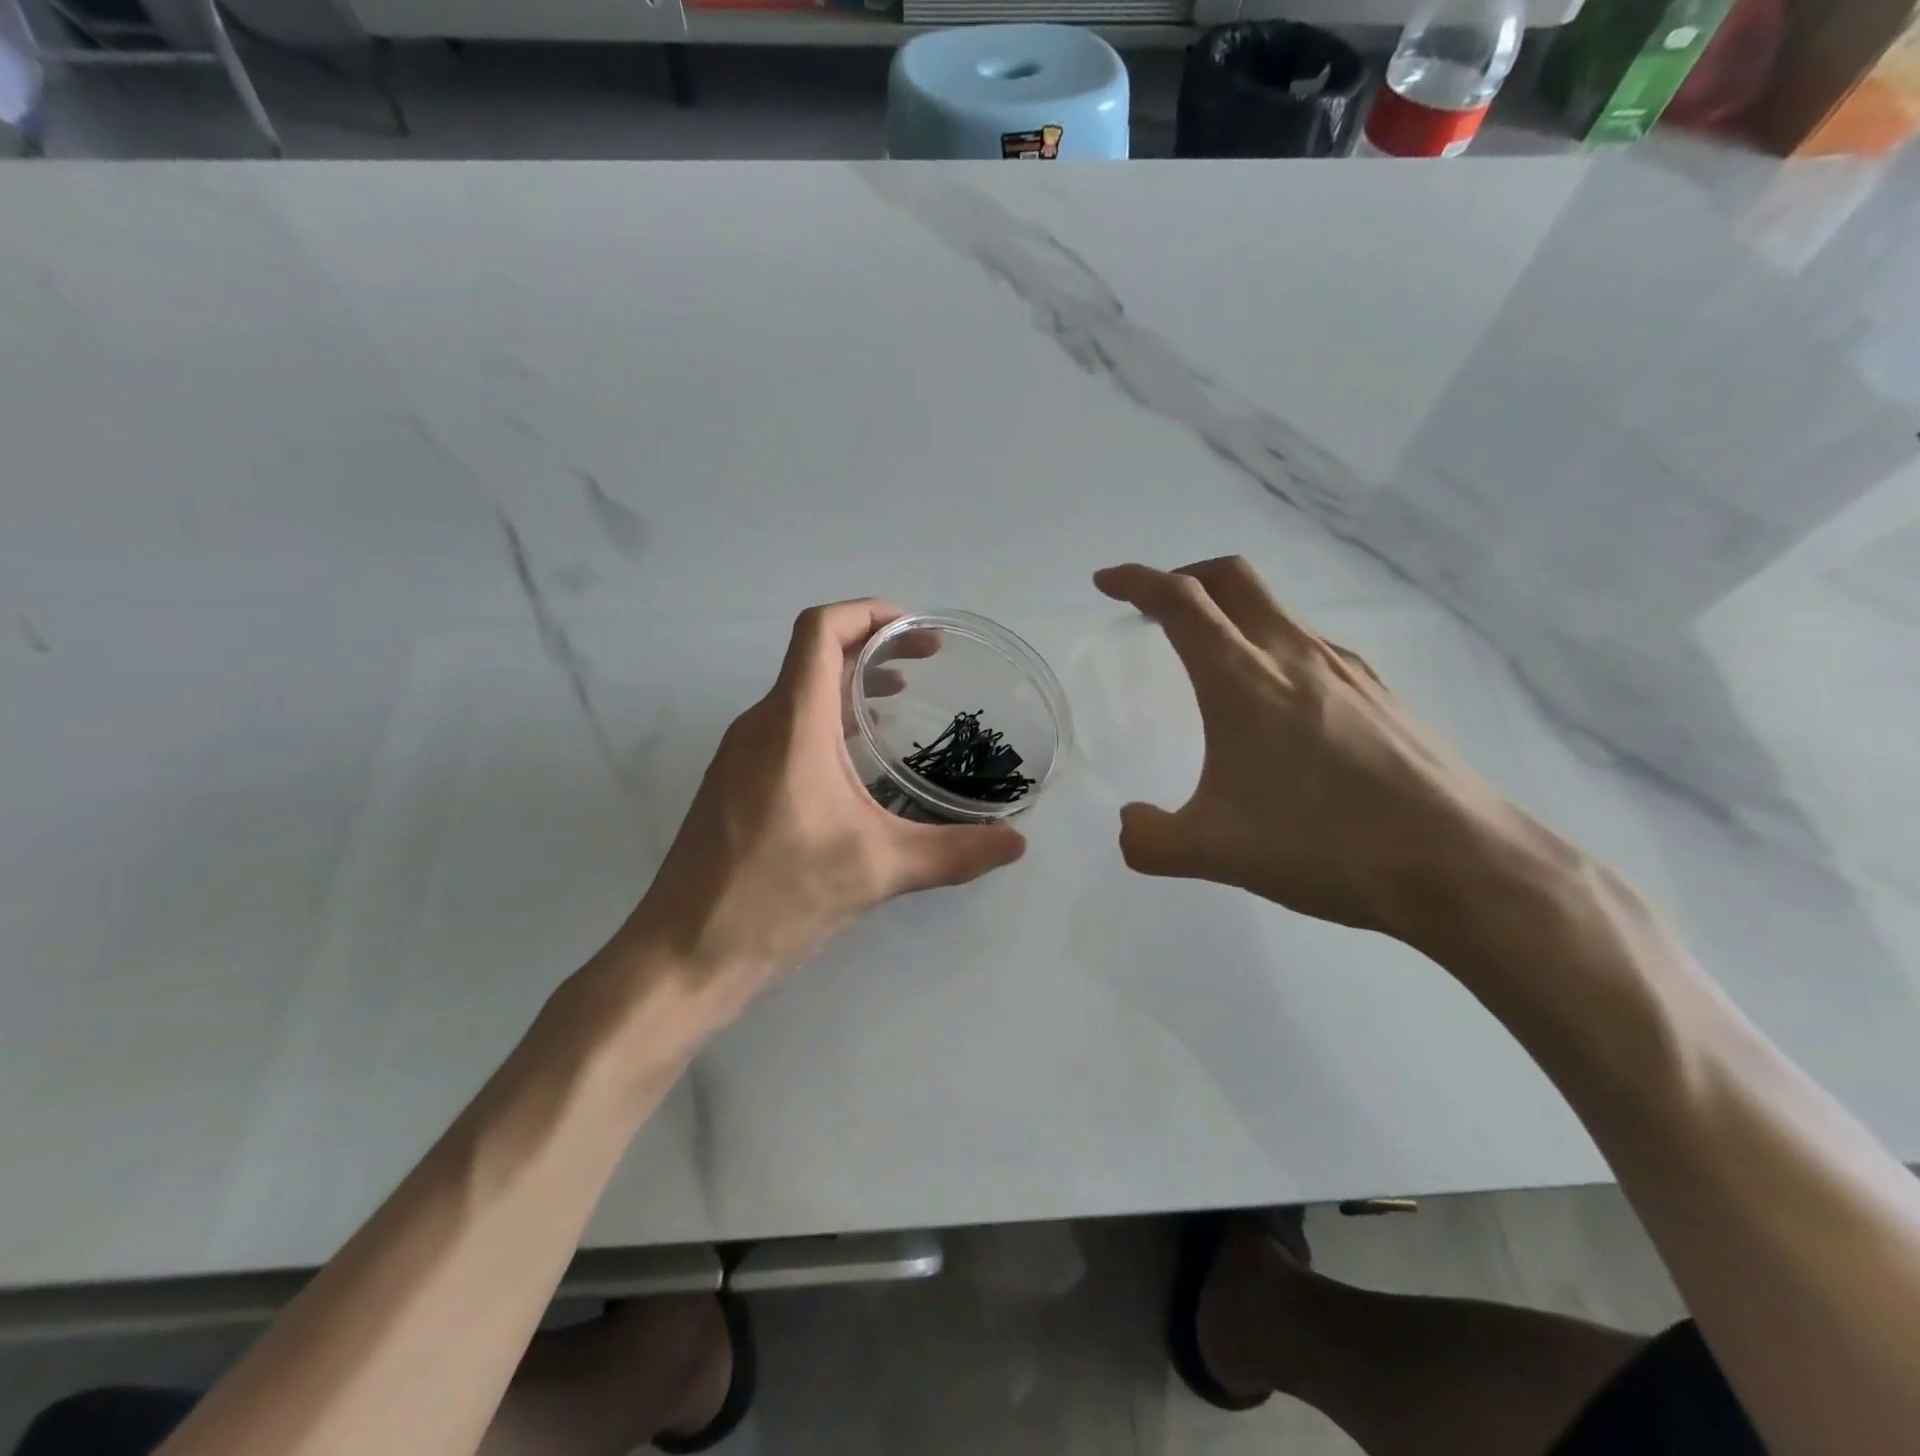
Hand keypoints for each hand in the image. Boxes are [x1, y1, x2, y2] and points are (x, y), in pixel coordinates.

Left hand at [607, 600, 1026, 1018]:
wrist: (683, 955)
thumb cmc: (777, 898)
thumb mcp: (877, 870)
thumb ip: (953, 852)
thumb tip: (1017, 843)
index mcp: (791, 724)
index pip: (820, 631)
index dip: (868, 613)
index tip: (916, 630)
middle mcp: (759, 725)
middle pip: (813, 656)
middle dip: (872, 648)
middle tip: (927, 664)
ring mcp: (739, 755)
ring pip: (798, 694)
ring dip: (848, 686)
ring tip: (899, 703)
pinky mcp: (732, 786)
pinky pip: (784, 729)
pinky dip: (826, 722)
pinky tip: (856, 764)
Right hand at [1093, 557, 1565, 949]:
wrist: (1461, 864)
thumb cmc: (1325, 846)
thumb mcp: (1215, 853)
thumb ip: (1150, 839)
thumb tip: (1130, 824)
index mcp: (1242, 679)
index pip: (1179, 601)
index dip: (1136, 581)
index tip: (1106, 583)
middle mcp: (1293, 654)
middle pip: (1231, 579)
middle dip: (1185, 577)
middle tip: (1157, 609)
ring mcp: (1345, 668)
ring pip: (1275, 609)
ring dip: (1231, 613)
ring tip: (1213, 660)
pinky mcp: (1379, 691)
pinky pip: (1310, 644)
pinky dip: (1272, 646)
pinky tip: (1278, 704)